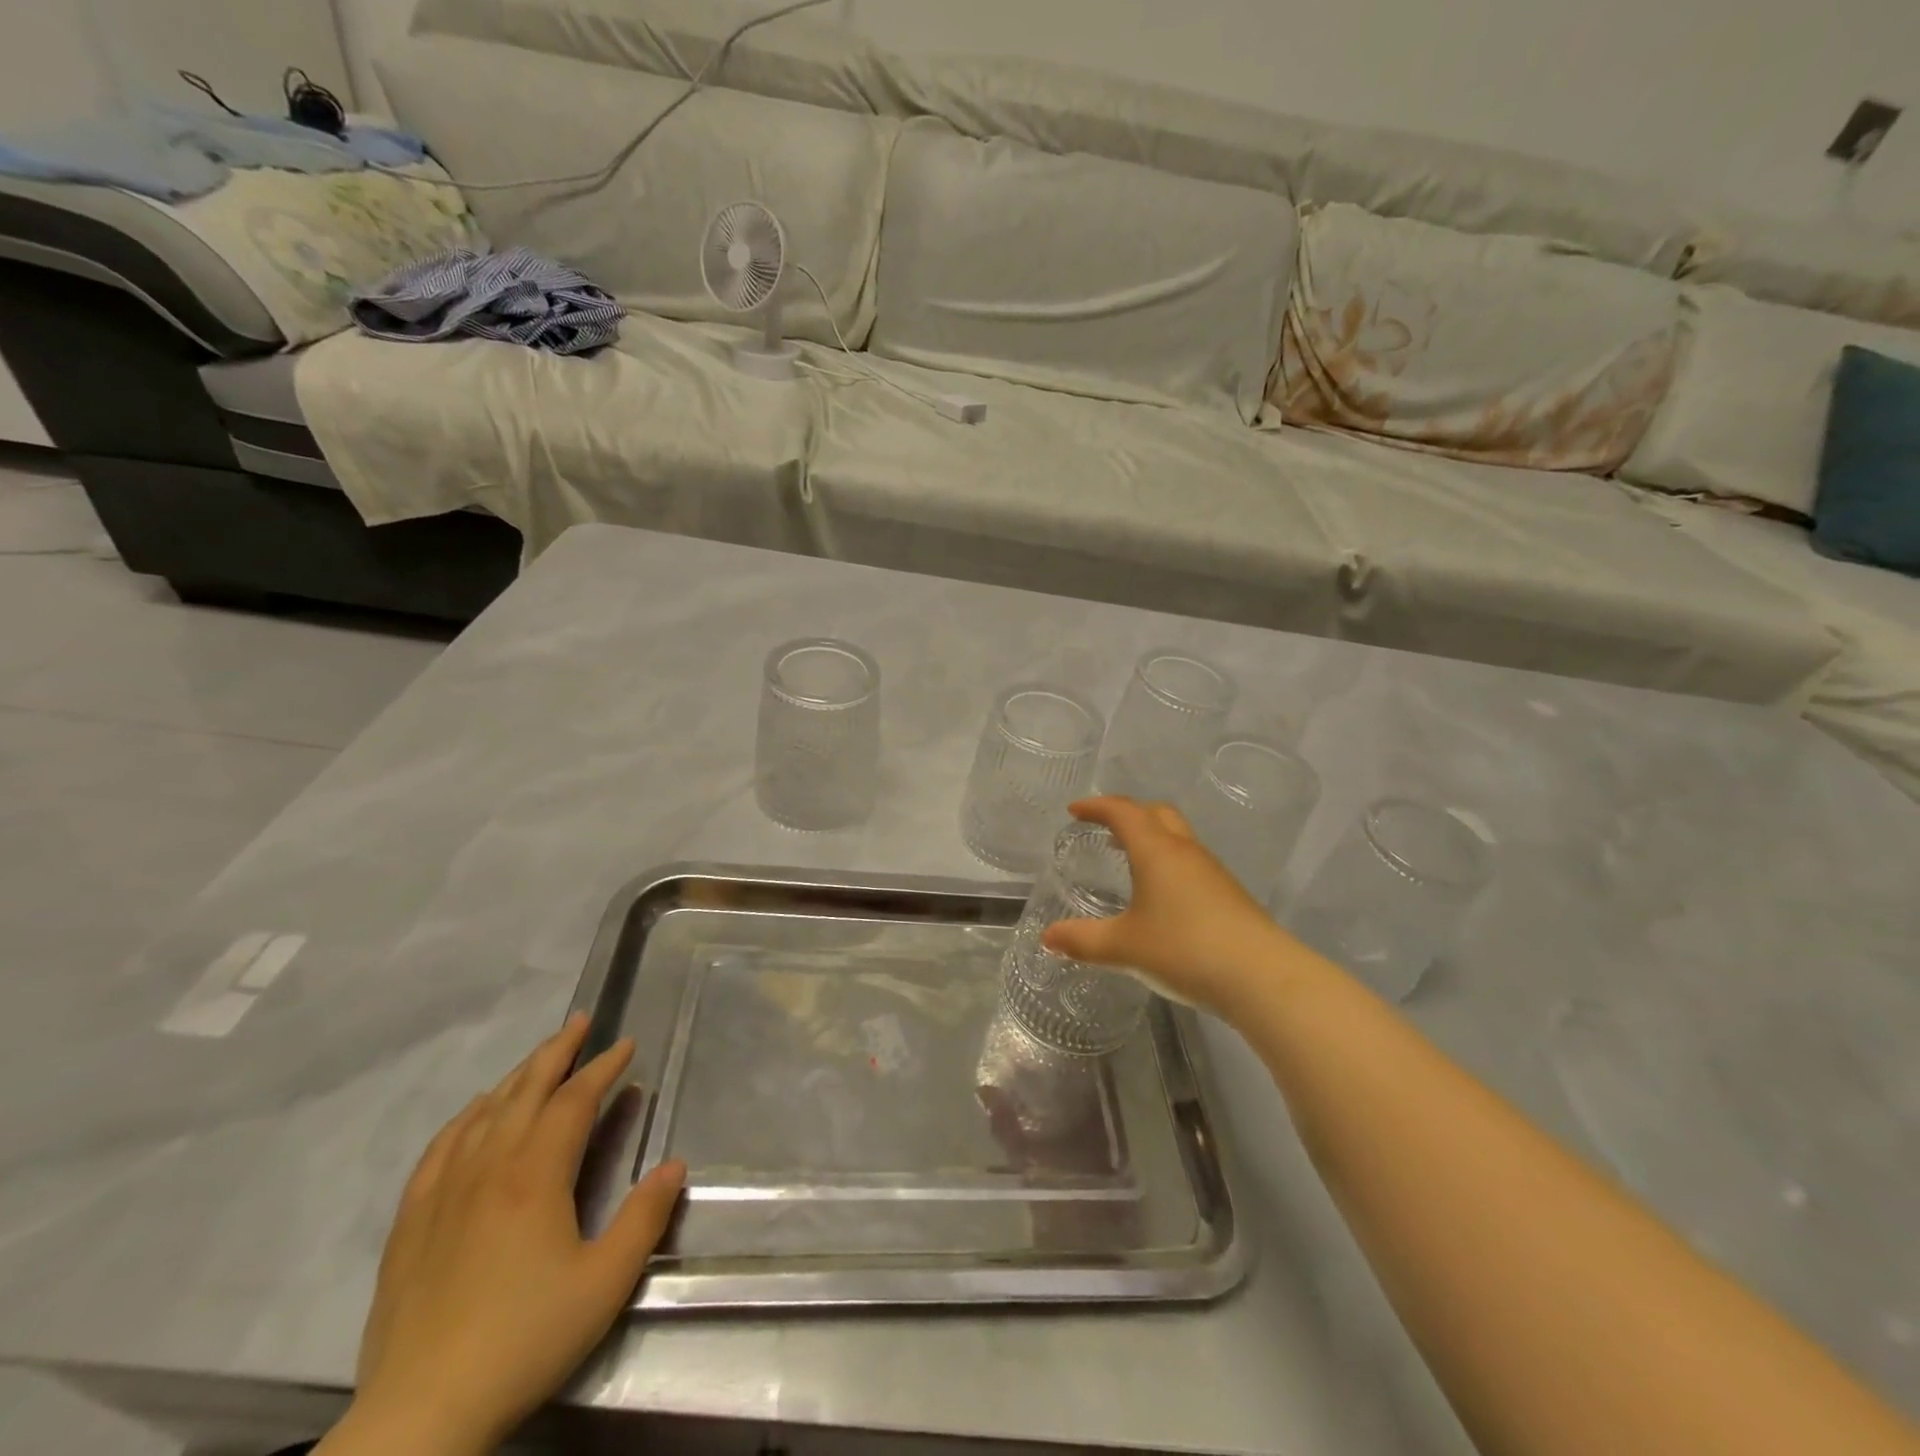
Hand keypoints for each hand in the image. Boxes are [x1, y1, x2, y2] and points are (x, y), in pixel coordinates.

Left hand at [331, 1014, 685, 1455]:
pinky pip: (439, 1148)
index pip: (574, 1101)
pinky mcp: (410, 1222)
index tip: (626, 1044)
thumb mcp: (605, 1283)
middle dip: (557, 1051)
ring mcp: (443, 1192)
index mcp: (535, 1175)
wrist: (421, 1415)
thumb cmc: (525, 1339)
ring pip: (483, 1112)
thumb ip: (644, 1218)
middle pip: (525, 1090)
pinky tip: (474, 1112)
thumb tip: (674, 1165)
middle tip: (581, 1021)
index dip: (603, 1067)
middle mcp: (488, 1168)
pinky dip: (464, 1117)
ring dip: (516, 1076)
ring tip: (539, 1057)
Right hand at [1041, 797, 1304, 1016]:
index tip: (1075, 810)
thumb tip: (1048, 937)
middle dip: (1128, 813)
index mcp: (1156, 850)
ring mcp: (1212, 871)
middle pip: (1156, 814)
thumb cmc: (1184, 949)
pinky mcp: (1229, 894)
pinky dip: (1168, 862)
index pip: (1123, 811)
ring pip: (1177, 837)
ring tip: (1129, 858)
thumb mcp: (1124, 947)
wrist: (1261, 976)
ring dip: (1151, 837)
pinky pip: (1191, 863)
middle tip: (1105, 828)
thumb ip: (1083, 940)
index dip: (1097, 806)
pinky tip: (1162, 895)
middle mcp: (1185, 851)